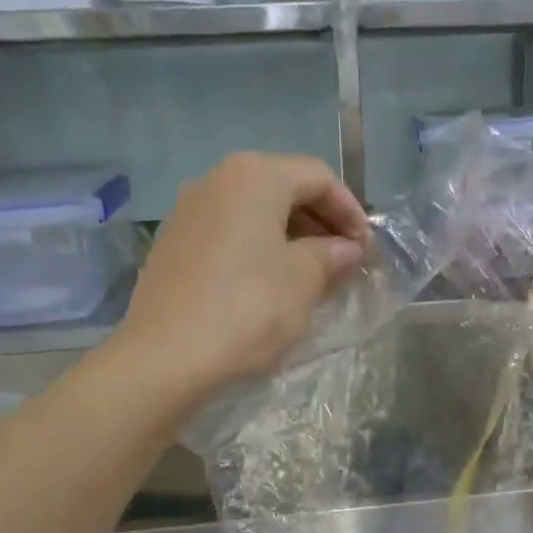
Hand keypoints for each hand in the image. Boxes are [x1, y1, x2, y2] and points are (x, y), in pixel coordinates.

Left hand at [118, 152, 368, 397]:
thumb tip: (346, 248)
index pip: (318, 177)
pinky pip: (229, 233)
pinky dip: (259, 249)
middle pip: (283, 188)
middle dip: (321, 222)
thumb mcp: (302, 281)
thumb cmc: (247, 309)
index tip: (367, 248)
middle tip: (345, 261)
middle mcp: (217, 180)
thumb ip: (330, 255)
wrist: (166, 356)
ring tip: (313, 275)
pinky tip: (271, 284)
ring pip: (255, 212)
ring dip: (291, 237)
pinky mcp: (173, 244)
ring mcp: (189, 210)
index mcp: (254, 176)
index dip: (350, 210)